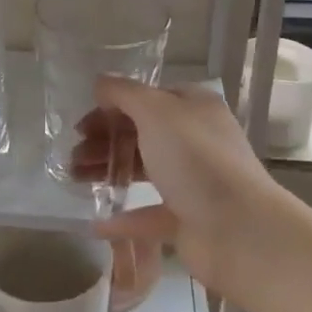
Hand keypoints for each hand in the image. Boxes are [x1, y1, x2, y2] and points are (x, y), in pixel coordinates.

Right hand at [82, 78, 283, 292]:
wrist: (238, 230)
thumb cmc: (196, 159)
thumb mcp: (156, 112)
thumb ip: (125, 93)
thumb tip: (101, 82)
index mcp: (194, 108)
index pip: (149, 99)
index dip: (114, 107)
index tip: (83, 123)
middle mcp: (196, 140)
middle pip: (143, 133)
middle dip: (105, 140)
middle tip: (73, 153)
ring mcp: (193, 181)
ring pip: (144, 170)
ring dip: (109, 171)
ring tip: (75, 178)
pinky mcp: (188, 220)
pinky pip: (149, 214)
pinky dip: (124, 217)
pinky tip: (96, 222)